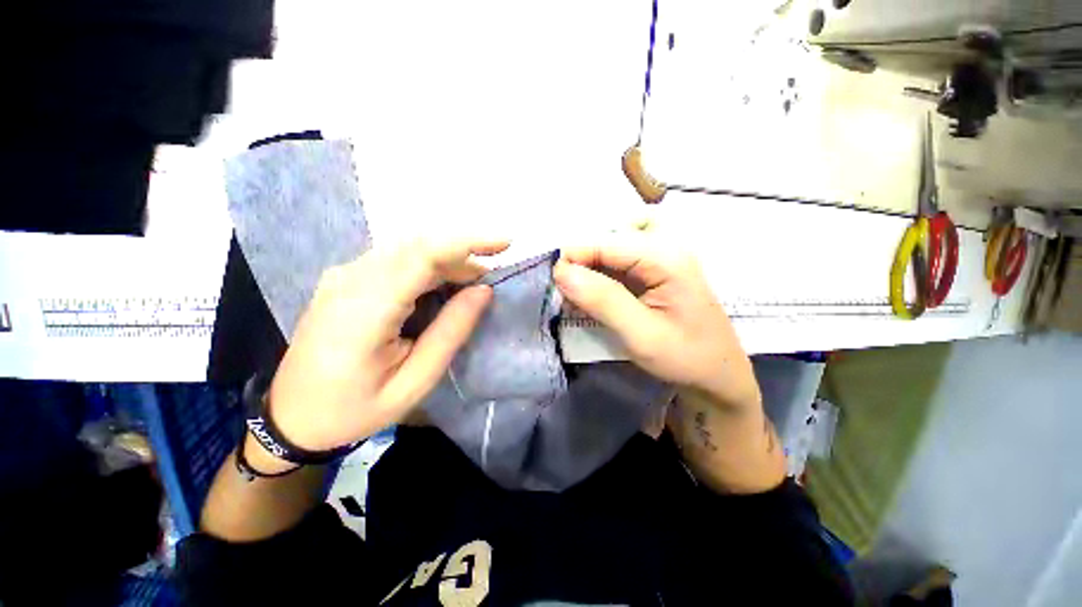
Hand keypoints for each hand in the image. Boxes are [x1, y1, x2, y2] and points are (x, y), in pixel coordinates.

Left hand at [267, 238, 508, 451]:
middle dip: (463, 253)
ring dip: (447, 260)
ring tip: (472, 283)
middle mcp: (350, 280)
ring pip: (408, 249)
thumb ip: (450, 332)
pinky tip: (442, 285)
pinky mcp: (345, 279)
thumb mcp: (414, 382)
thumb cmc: (355, 409)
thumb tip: (483, 291)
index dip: (467, 242)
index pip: (422, 254)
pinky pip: (395, 259)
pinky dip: (428, 265)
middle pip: (417, 246)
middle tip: (490, 276)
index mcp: (365, 310)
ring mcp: (343, 276)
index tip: (505, 243)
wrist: (291, 419)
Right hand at [553, 235, 759, 410]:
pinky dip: (602, 271)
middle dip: (584, 256)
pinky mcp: (656, 271)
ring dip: (592, 262)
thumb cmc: (685, 357)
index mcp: (667, 257)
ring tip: (580, 290)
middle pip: (612, 234)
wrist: (717, 375)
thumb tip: (561, 271)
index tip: (553, 281)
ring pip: (615, 244)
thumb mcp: (641, 334)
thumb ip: (602, 300)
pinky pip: (621, 260)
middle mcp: (666, 247)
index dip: (575, 255)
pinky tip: (594, 292)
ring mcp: (662, 257)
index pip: (608, 242)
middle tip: (567, 287)